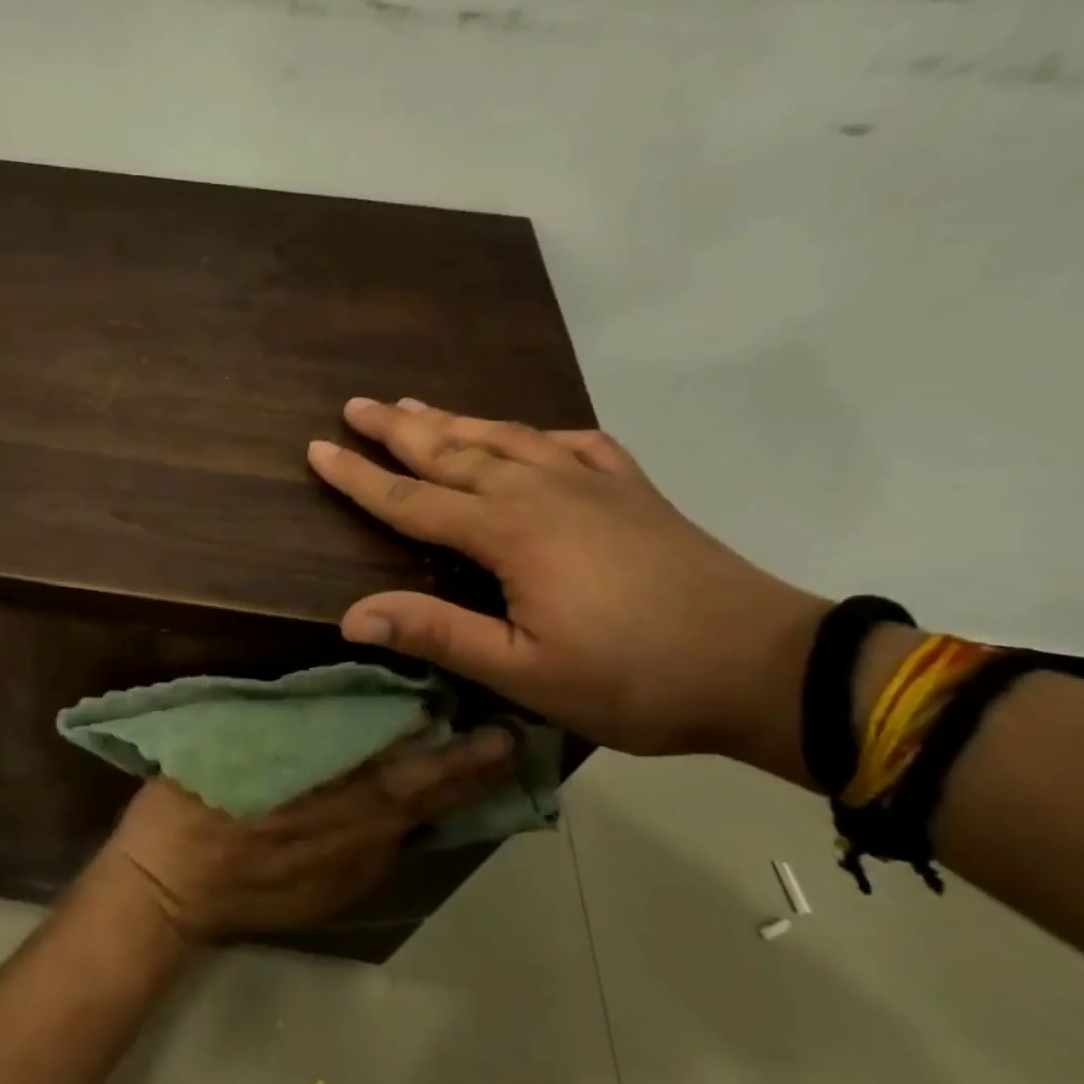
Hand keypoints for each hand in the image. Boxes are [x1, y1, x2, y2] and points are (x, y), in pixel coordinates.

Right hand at [92, 728, 515, 941]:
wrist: (167, 891)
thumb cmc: (188, 807)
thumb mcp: (226, 747)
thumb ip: (282, 725)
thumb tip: (324, 702)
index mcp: (324, 795)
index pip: (404, 771)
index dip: (452, 752)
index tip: (492, 727)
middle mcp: (350, 836)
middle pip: (423, 802)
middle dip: (470, 774)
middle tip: (510, 743)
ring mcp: (346, 871)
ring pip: (408, 830)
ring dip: (443, 799)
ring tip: (475, 770)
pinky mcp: (335, 894)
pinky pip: (382, 853)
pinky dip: (405, 828)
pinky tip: (409, 812)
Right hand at [307, 398, 827, 767]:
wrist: (766, 668)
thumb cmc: (634, 678)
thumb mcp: (524, 671)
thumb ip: (437, 634)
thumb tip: (351, 615)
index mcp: (510, 533)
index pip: (413, 499)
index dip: (360, 476)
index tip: (317, 449)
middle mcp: (542, 492)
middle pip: (454, 451)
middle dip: (399, 428)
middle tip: (357, 405)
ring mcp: (593, 485)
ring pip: (507, 438)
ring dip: (456, 420)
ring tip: (418, 404)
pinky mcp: (632, 492)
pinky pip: (573, 445)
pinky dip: (538, 433)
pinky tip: (529, 435)